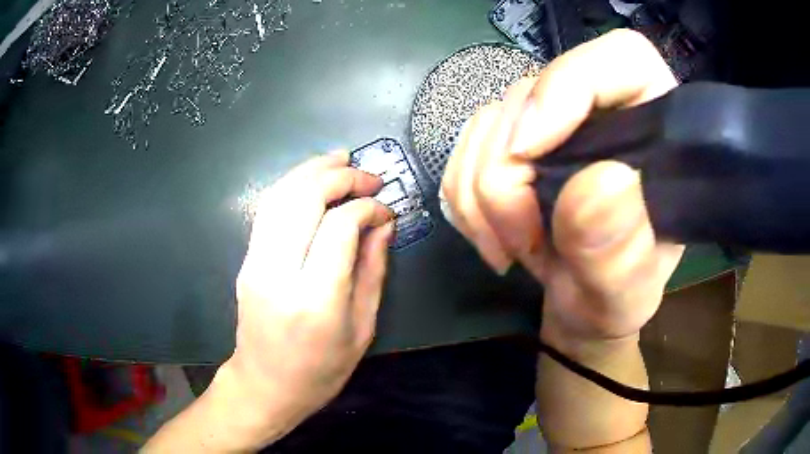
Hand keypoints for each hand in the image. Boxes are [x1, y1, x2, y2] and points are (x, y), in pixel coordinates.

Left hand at [222, 152, 393, 441]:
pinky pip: (267, 210)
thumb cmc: (320, 370)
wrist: (265, 386)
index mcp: (315, 299)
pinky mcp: (246, 260)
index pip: (340, 226)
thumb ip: (373, 270)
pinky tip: (311, 179)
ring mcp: (255, 263)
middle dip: (340, 177)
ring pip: (279, 196)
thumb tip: (383, 225)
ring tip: (341, 159)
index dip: (367, 207)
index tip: (386, 210)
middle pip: (304, 199)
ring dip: (311, 170)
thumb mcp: (362, 328)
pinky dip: (291, 186)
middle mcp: (278, 273)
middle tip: (368, 175)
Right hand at [441, 29, 683, 345]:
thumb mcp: (626, 292)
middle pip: (532, 93)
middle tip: (521, 242)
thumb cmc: (614, 300)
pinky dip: (464, 196)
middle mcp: (604, 109)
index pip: (621, 59)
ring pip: (489, 120)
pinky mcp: (515, 139)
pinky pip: (465, 145)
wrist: (580, 309)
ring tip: (513, 248)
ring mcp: (554, 122)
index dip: (569, 84)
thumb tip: (599, 183)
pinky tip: (491, 234)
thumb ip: (620, 250)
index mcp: (657, 129)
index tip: (529, 152)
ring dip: (480, 195)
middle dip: (508, 174)